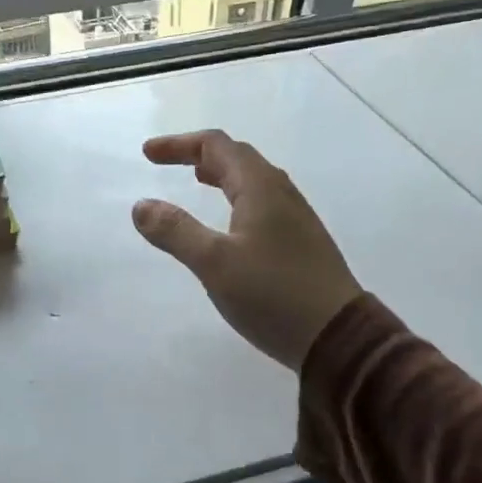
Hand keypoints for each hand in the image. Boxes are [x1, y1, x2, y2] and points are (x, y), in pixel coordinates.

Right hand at [132, 130, 362, 370]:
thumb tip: (141, 205)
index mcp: (260, 187)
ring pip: (253, 180)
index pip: (216, 146)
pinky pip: (262, 203)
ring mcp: (296, 218)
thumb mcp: (214, 263)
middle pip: (237, 157)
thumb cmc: (273, 294)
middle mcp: (281, 193)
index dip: (179, 144)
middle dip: (199, 155)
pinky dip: (236, 197)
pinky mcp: (301, 243)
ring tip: (197, 182)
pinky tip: (231, 223)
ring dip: (220, 174)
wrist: (339, 337)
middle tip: (167, 164)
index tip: (147, 155)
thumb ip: (176, 231)